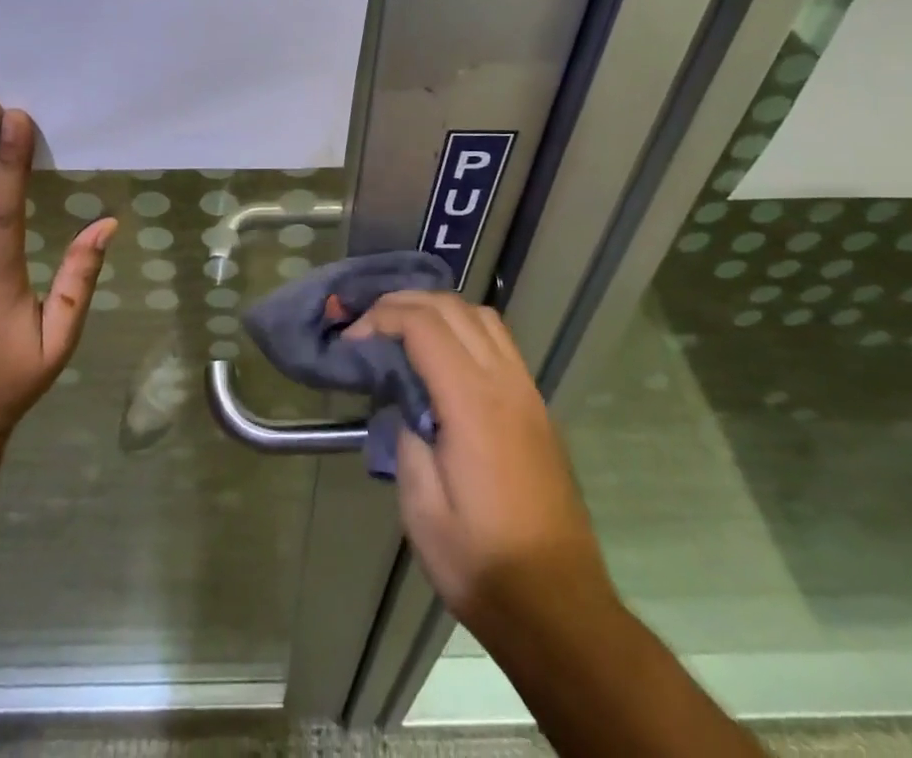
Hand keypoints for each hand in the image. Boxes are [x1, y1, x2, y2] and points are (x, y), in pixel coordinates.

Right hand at [347, 292, 612, 640]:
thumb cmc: (481, 563)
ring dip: (438, 309)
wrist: (559, 609)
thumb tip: (404, 402)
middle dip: (404, 303)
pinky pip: (499, 341)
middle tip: (368, 324)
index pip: (424, 326)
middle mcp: (505, 383)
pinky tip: (443, 355)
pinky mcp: (537, 407)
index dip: (382, 318)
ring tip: (403, 329)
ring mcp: (528, 392)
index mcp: (474, 403)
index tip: (352, 339)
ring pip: (482, 316)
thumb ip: (406, 438)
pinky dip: (465, 328)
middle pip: (453, 308)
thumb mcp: (422, 508)